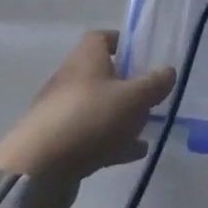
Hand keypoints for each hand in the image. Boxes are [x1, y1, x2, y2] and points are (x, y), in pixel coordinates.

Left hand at [0, 31, 175, 189]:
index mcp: (86, 59)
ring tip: (148, 127)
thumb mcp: (133, 98)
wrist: (37, 170)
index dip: (124, 43)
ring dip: (122, 116)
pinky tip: (135, 152)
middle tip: (151, 96)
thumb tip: (169, 71)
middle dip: (127, 84)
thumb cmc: (89, 118)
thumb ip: (154, 84)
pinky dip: (113, 141)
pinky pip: (92, 136)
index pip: (102, 38)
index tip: (144, 55)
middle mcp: (71, 80)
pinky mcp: (60, 144)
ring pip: (99, 108)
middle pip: (102, 74)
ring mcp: (63, 113)